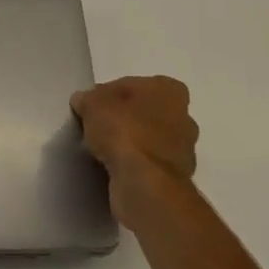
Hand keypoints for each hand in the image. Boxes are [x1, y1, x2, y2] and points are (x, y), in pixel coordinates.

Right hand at [71, 76, 198, 226]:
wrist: (145, 183)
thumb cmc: (123, 131)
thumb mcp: (92, 104)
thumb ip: (87, 99)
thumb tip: (83, 102)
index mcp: (169, 90)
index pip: (131, 85)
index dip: (107, 95)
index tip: (90, 108)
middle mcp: (184, 116)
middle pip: (144, 112)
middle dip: (123, 118)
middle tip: (96, 128)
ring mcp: (184, 149)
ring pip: (148, 138)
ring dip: (130, 143)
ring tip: (102, 150)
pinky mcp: (176, 177)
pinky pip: (148, 163)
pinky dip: (134, 164)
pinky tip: (114, 168)